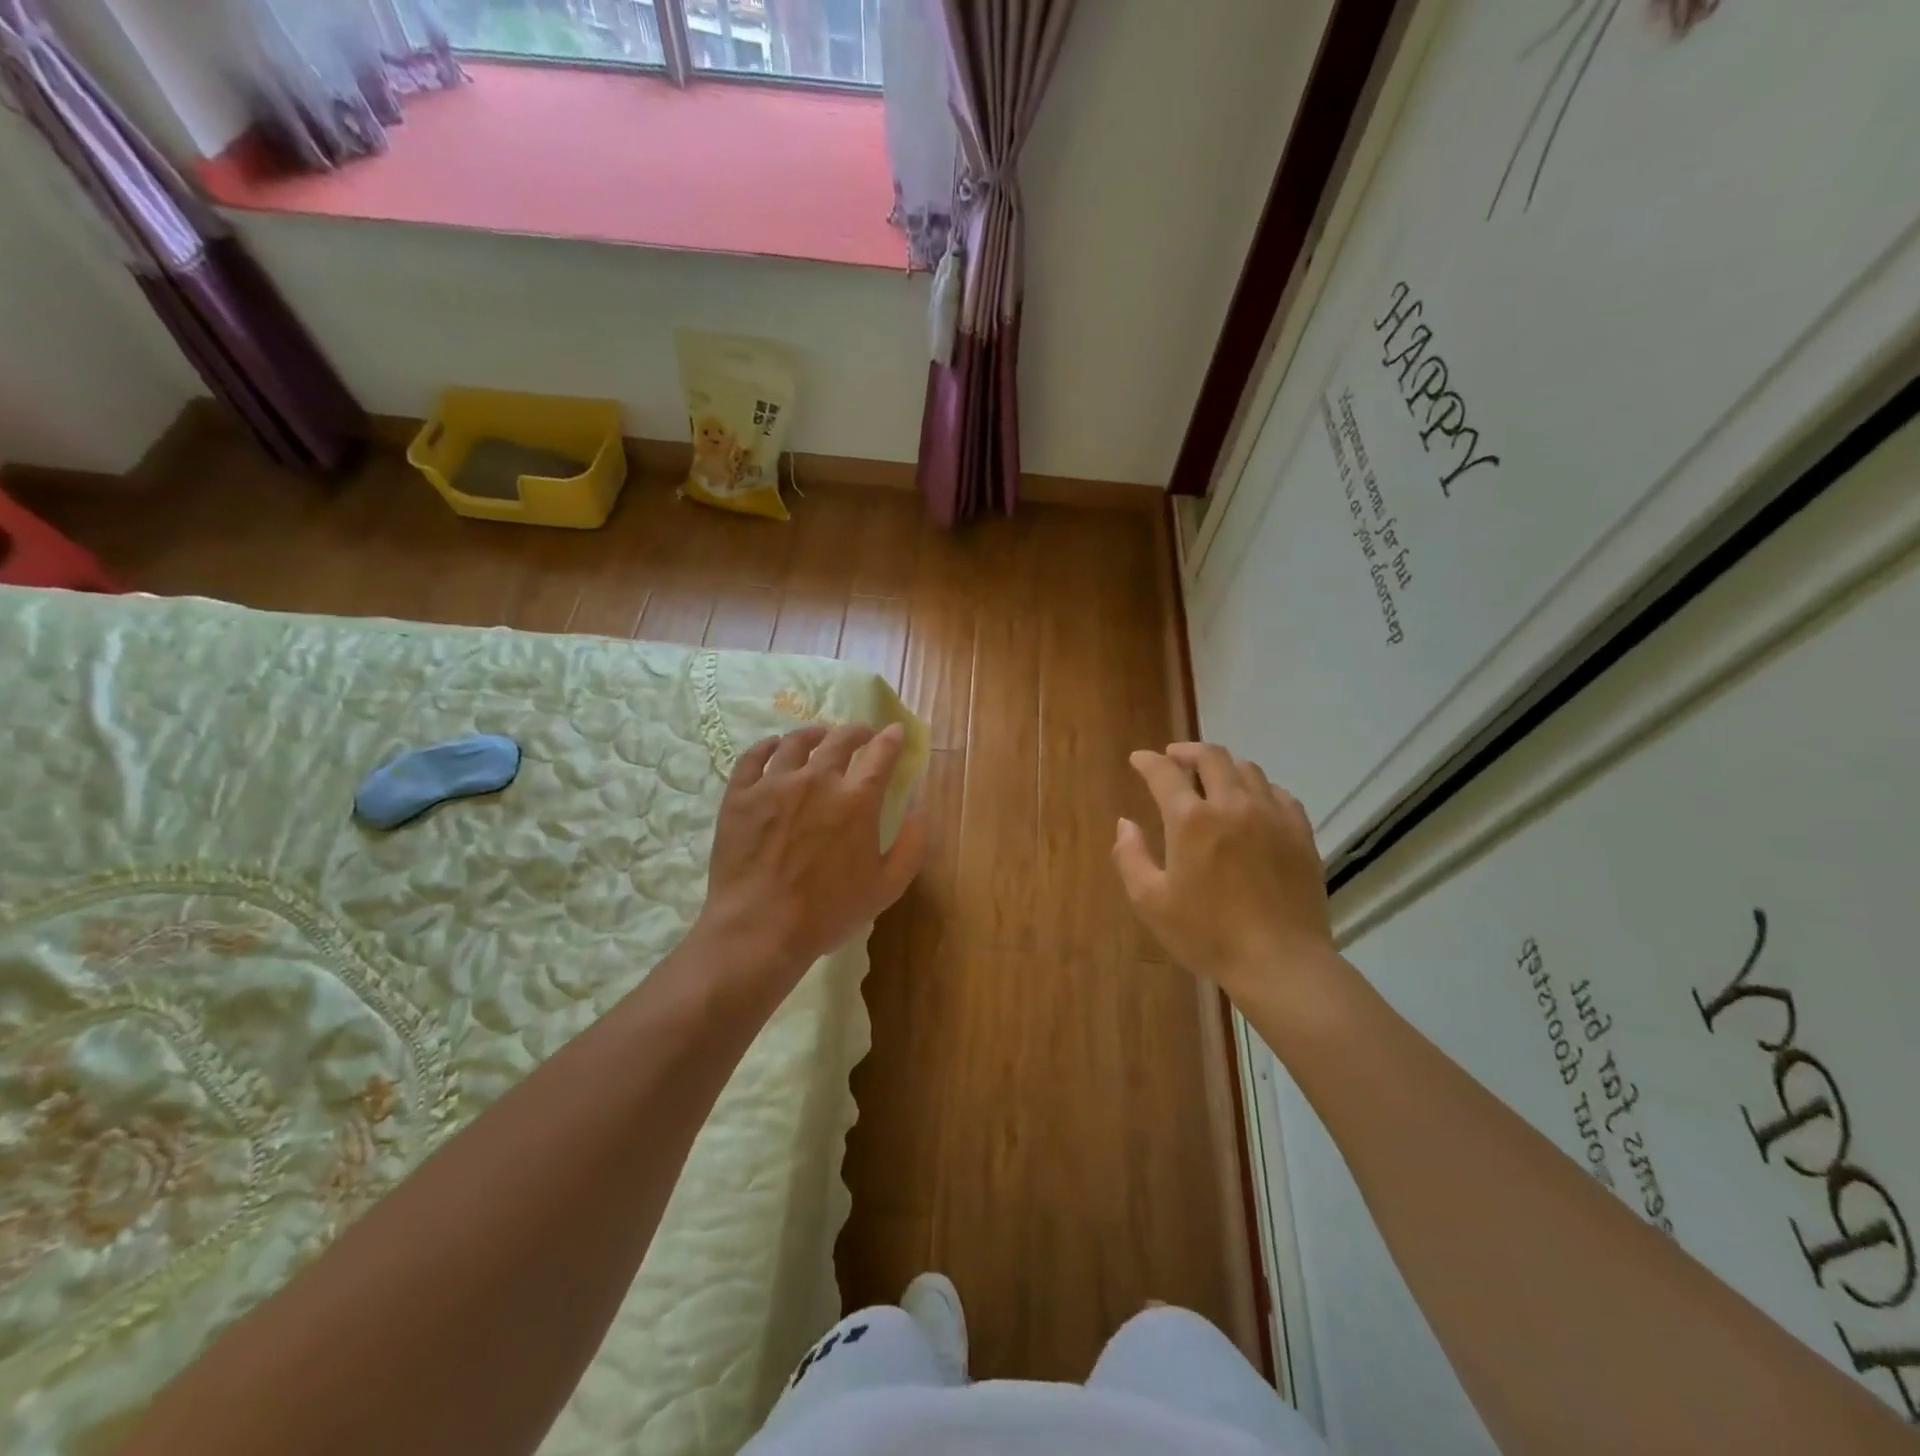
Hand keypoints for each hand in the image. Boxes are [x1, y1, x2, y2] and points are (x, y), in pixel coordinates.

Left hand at [693, 723, 926, 1000]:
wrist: (759, 928)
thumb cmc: (828, 912)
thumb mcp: (887, 887)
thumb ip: (912, 845)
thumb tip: (922, 810)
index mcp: (856, 800)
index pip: (881, 754)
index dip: (891, 739)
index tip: (895, 731)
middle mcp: (817, 780)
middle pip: (839, 740)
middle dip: (856, 732)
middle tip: (860, 734)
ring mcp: (774, 784)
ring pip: (795, 742)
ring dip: (813, 734)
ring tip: (818, 736)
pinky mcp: (740, 795)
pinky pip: (753, 757)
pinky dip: (767, 746)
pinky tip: (773, 746)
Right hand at [1113, 743, 1340, 1010]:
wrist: (1280, 962)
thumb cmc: (1208, 934)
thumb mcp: (1151, 901)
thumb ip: (1130, 857)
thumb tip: (1125, 824)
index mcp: (1191, 819)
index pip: (1164, 772)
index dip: (1148, 761)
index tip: (1138, 759)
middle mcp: (1232, 804)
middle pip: (1211, 757)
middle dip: (1187, 751)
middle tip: (1174, 758)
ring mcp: (1272, 815)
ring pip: (1247, 769)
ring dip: (1223, 766)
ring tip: (1212, 777)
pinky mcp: (1300, 833)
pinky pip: (1278, 793)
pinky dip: (1258, 788)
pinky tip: (1253, 802)